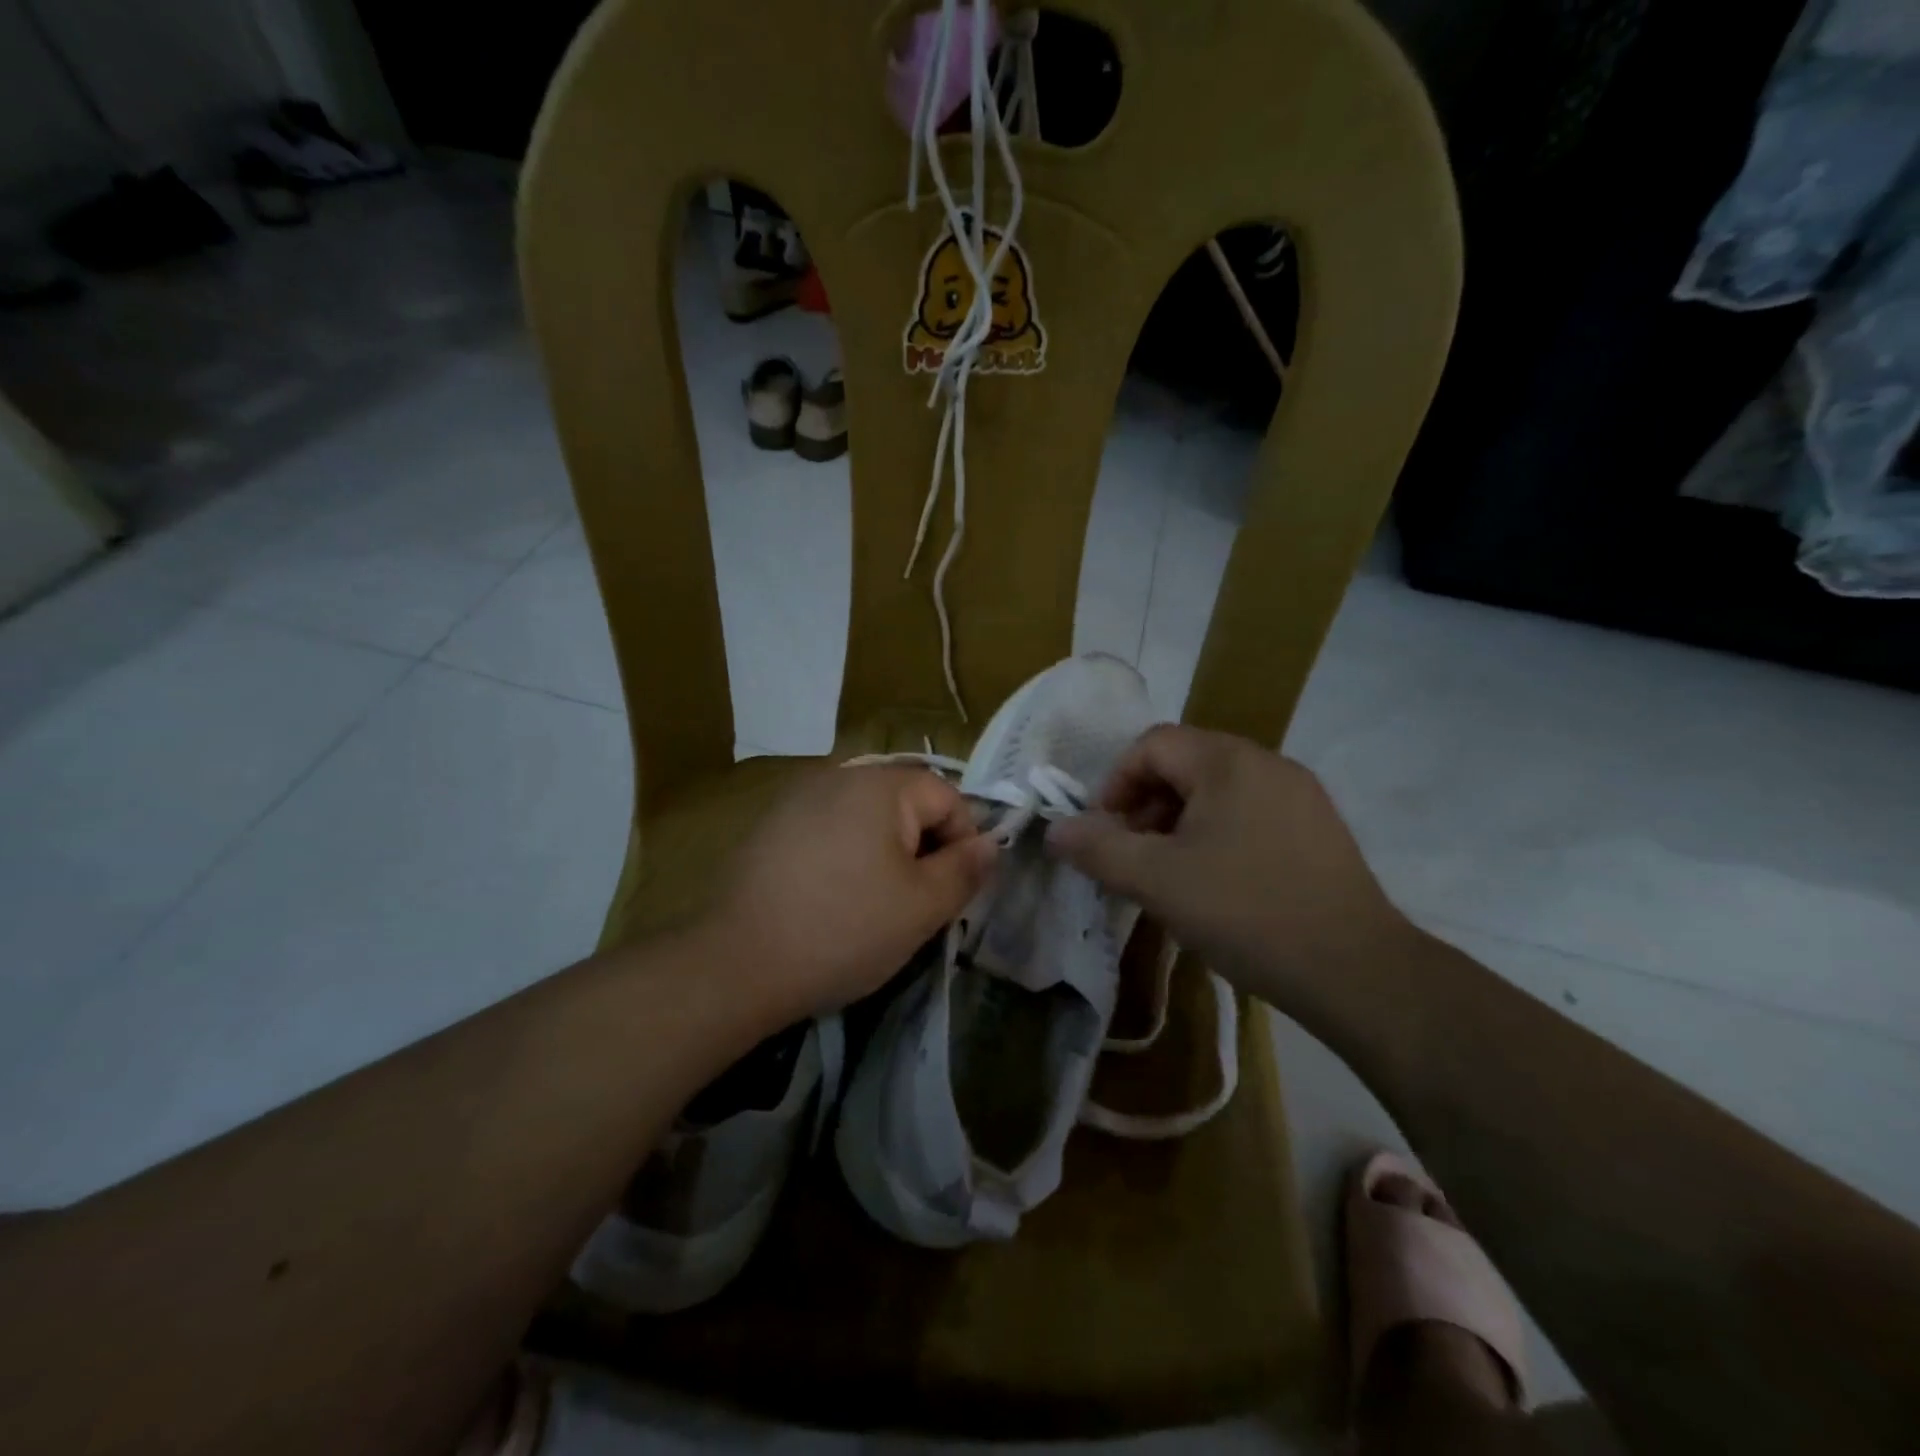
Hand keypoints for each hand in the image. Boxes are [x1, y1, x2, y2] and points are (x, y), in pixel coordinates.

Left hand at [704, 765, 996, 1027]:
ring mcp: (799, 798)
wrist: (738, 963)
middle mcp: (839, 776)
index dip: (963, 842)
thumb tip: (990, 843)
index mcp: (882, 785)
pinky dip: (846, 857)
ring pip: (868, 819)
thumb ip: (966, 869)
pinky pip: (830, 831)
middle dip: (923, 849)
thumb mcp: (923, 907)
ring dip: (885, 854)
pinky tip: (831, 899)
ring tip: (874, 905)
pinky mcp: (771, 826)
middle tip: (916, 903)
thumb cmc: (845, 929)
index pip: (948, 797)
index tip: (951, 891)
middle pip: (906, 804)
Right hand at [1044, 725, 1412, 1009]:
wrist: (1357, 971)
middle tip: (1132, 856)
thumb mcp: (1157, 881)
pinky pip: (1249, 814)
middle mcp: (1267, 763)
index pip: (1151, 745)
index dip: (1115, 784)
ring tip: (1169, 875)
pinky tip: (1216, 885)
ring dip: (1178, 823)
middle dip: (1145, 806)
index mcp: (1228, 761)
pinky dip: (1216, 836)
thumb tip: (1056, 829)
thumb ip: (1099, 849)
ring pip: (1217, 792)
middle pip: (1184, 765)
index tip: (1105, 833)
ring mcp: (1300, 796)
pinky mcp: (1318, 830)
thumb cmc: (1246, 912)